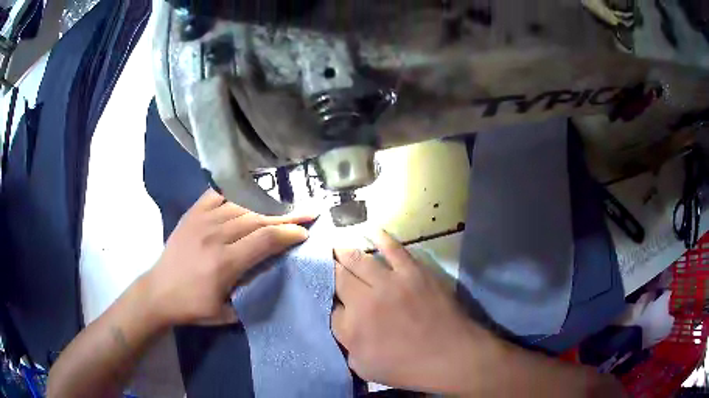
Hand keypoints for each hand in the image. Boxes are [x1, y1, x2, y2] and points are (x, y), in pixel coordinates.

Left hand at [144, 189, 313, 326]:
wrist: (158, 291)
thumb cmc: (193, 306)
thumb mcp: (227, 312)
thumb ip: (252, 293)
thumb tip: (273, 272)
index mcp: (224, 263)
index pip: (266, 239)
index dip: (290, 234)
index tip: (305, 233)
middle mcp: (215, 236)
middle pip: (258, 218)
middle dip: (287, 215)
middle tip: (308, 211)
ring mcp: (201, 220)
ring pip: (242, 205)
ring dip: (267, 204)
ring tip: (285, 203)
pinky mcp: (192, 214)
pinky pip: (219, 194)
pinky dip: (237, 191)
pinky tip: (251, 191)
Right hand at [332, 230, 488, 394]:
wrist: (450, 356)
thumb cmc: (407, 368)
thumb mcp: (364, 366)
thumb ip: (346, 342)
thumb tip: (341, 318)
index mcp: (352, 327)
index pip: (329, 306)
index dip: (327, 299)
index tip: (328, 295)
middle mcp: (365, 300)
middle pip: (339, 277)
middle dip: (329, 269)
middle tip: (325, 262)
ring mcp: (390, 283)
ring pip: (359, 260)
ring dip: (345, 252)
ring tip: (338, 247)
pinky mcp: (413, 272)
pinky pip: (393, 249)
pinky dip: (381, 238)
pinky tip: (371, 231)